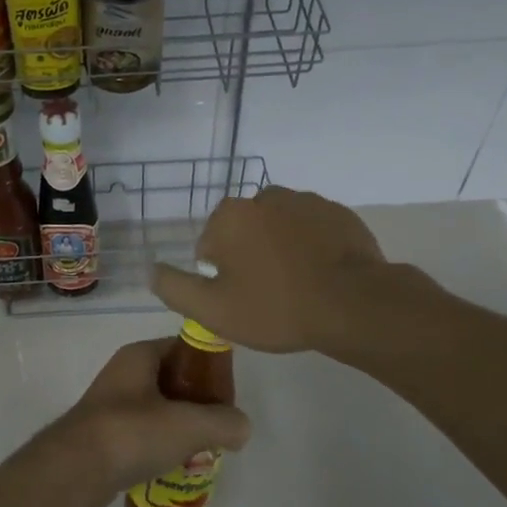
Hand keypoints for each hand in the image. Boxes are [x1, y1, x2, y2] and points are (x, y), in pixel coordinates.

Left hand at [31, 338, 250, 506]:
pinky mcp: (103, 437)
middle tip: (221, 423)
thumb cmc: (132, 433)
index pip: (183, 347)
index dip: (209, 365)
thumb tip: (241, 428)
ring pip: (158, 410)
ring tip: (204, 449)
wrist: (74, 472)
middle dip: (198, 401)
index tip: (229, 391)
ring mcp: (110, 406)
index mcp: (139, 356)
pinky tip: (175, 467)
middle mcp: (122, 374)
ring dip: (180, 427)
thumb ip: (224, 422)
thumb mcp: (190, 424)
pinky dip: (160, 447)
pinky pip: (142, 436)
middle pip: (172, 380)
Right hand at [151, 186, 408, 354]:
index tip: (240, 299)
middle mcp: (265, 196)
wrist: (354, 304)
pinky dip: (312, 248)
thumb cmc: (275, 307)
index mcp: (230, 215)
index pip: (209, 245)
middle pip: (245, 232)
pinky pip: (313, 231)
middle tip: (268, 297)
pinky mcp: (340, 213)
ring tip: (298, 288)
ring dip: (281, 250)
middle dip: (250, 258)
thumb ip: (174, 287)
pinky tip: (322, 278)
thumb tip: (152, 270)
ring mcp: (307, 201)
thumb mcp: (212, 309)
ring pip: (279, 229)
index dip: (220, 276)